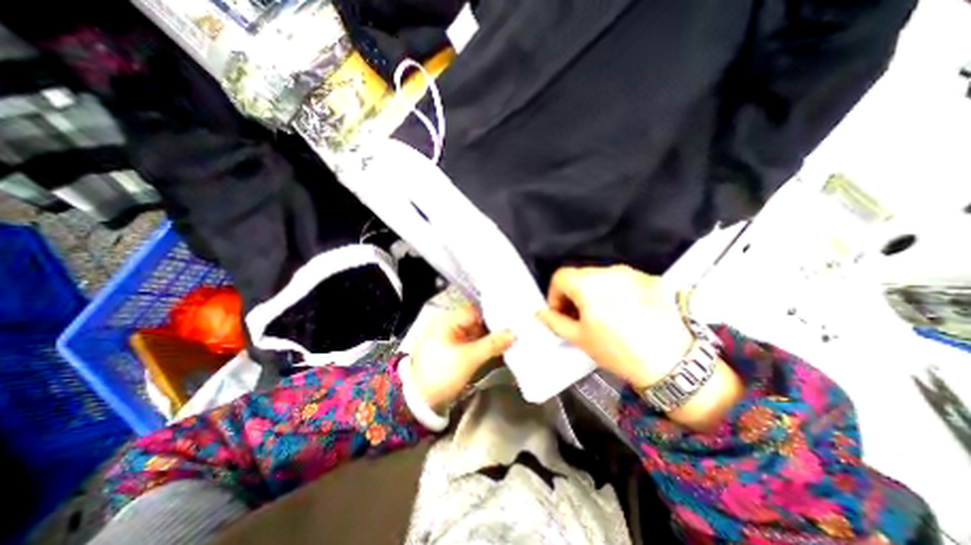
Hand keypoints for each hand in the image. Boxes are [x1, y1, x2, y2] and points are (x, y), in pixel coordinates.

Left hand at [410, 306, 515, 413]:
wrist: (420, 402)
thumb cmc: (442, 374)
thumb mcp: (469, 358)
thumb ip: (492, 344)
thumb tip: (514, 333)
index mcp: (447, 321)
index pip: (475, 311)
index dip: (493, 315)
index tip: (511, 320)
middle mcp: (448, 325)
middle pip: (476, 322)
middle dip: (494, 327)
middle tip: (514, 331)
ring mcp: (450, 339)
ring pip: (475, 333)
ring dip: (490, 338)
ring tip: (510, 340)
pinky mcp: (452, 351)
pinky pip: (471, 343)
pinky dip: (483, 346)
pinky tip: (498, 350)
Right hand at [538, 266, 744, 430]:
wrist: (674, 362)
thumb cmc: (619, 351)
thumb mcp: (579, 338)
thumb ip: (554, 322)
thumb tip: (541, 312)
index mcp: (588, 284)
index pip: (560, 276)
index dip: (554, 295)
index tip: (560, 312)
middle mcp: (609, 271)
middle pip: (580, 275)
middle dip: (573, 294)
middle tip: (579, 317)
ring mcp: (631, 273)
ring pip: (600, 277)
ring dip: (593, 292)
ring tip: (602, 316)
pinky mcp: (649, 278)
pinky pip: (621, 280)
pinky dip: (614, 291)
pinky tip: (624, 312)